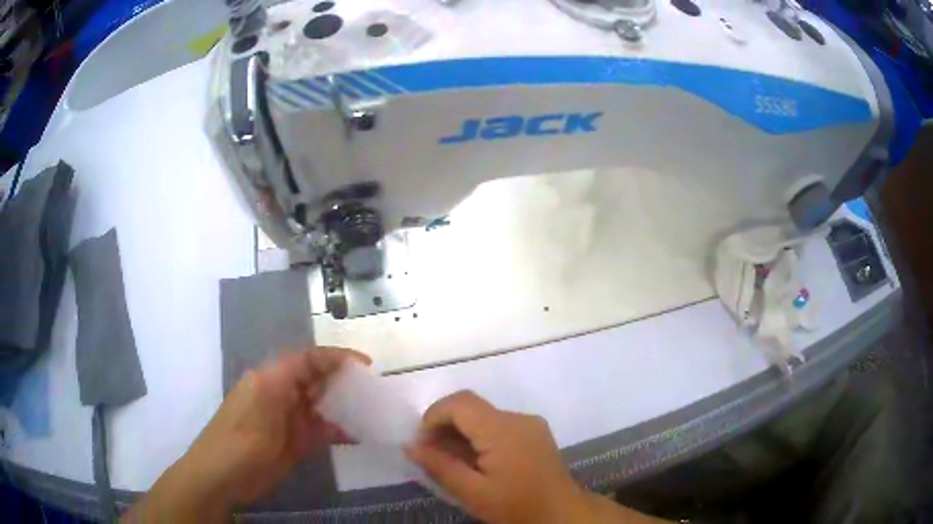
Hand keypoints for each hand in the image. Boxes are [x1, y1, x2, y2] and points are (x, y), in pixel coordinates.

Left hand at [125, 346, 369, 522]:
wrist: (221, 476)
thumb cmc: (240, 441)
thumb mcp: (266, 410)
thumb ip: (293, 388)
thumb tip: (329, 378)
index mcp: (272, 379)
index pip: (309, 359)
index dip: (338, 358)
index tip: (366, 366)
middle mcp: (281, 393)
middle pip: (317, 379)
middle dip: (345, 381)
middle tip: (375, 390)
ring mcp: (287, 418)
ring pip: (320, 405)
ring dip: (344, 407)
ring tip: (372, 412)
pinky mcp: (292, 440)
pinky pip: (319, 430)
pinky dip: (337, 430)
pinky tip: (356, 435)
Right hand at [406, 391, 664, 523]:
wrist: (561, 514)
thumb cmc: (515, 506)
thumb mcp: (472, 491)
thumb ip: (439, 466)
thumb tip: (409, 446)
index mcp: (503, 429)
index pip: (460, 403)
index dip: (434, 416)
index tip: (422, 443)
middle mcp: (518, 417)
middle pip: (471, 407)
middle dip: (445, 425)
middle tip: (430, 454)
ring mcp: (529, 423)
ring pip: (484, 415)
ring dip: (461, 431)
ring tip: (449, 460)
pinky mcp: (535, 432)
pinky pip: (498, 424)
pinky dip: (479, 436)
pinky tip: (474, 460)